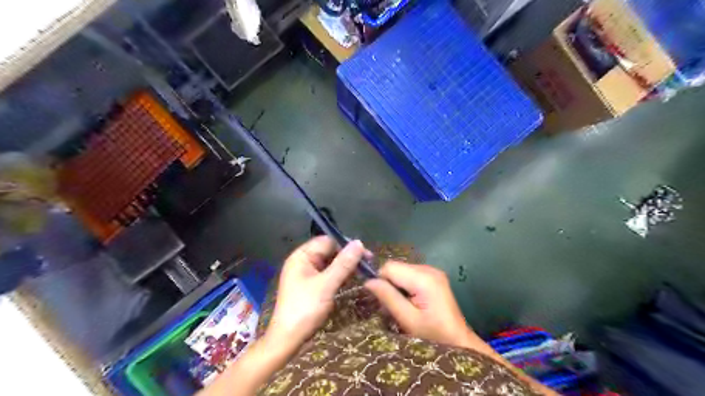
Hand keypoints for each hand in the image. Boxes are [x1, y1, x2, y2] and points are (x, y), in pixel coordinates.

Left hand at [264, 237, 362, 347]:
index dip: (346, 245)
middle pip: (329, 251)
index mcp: (301, 256)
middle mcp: (303, 262)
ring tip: (364, 271)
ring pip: (330, 263)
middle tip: (368, 263)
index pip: (327, 241)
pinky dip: (340, 276)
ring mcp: (307, 274)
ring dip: (346, 266)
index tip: (365, 253)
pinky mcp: (312, 286)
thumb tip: (359, 243)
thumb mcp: (326, 284)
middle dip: (347, 256)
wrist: (288, 339)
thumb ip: (343, 263)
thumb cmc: (305, 308)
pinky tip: (353, 279)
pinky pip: (328, 274)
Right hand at [364, 262, 479, 347]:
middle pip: (396, 267)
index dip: (381, 281)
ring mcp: (433, 271)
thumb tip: (368, 281)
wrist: (460, 343)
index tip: (381, 301)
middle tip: (391, 307)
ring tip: (401, 307)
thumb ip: (388, 297)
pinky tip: (410, 302)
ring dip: (397, 287)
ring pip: (402, 271)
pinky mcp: (434, 277)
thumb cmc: (434, 335)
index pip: (390, 266)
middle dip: (389, 285)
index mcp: (424, 278)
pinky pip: (411, 275)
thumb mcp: (408, 320)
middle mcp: (429, 269)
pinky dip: (405, 287)